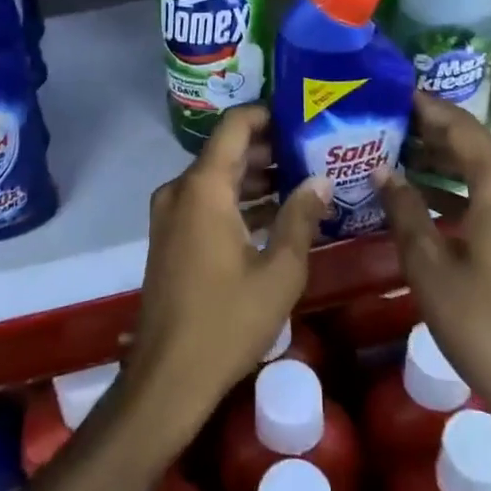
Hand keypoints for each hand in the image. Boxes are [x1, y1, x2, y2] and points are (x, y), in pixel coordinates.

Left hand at [124, 106, 330, 444]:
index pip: (236, 126)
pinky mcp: (170, 235)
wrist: (168, 377)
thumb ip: (301, 218)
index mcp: (204, 187)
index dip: (269, 114)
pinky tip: (277, 213)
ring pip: (218, 177)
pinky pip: (207, 201)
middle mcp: (181, 189)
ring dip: (256, 176)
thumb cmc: (227, 321)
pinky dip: (238, 201)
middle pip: (227, 150)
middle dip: (270, 148)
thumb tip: (322, 180)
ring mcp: (170, 213)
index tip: (304, 115)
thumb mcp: (279, 272)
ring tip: (305, 178)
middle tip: (316, 149)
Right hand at [374, 94, 490, 477]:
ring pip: (486, 172)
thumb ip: (404, 210)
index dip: (426, 107)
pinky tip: (426, 198)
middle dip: (431, 132)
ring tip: (397, 154)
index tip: (392, 92)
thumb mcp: (429, 266)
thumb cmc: (483, 325)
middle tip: (386, 122)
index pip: (461, 127)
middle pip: (476, 145)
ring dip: (445, 162)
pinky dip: (462, 190)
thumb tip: (382, 171)